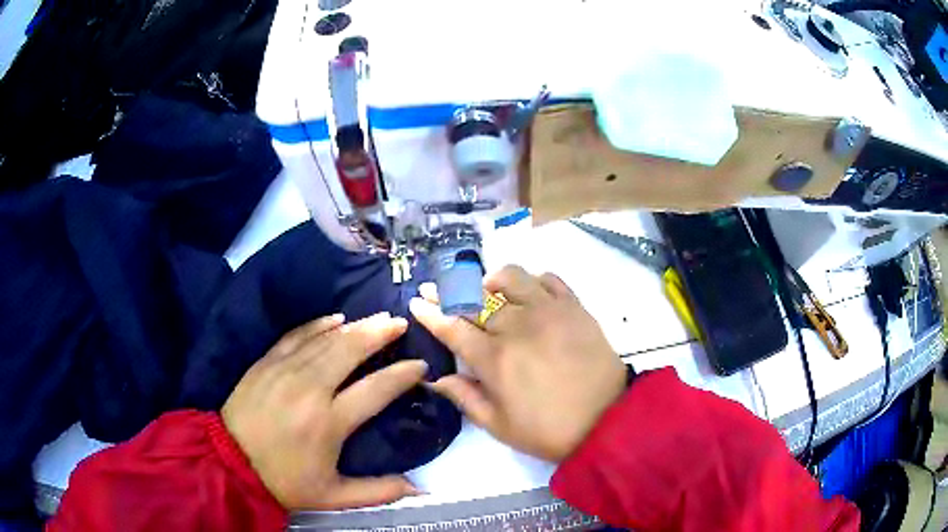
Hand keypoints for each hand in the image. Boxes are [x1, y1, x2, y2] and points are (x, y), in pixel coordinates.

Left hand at [221, 312, 426, 509]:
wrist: (229, 462)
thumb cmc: (284, 481)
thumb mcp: (333, 496)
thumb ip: (379, 492)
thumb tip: (420, 488)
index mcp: (329, 422)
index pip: (376, 389)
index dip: (402, 375)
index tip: (421, 365)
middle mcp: (310, 389)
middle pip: (350, 350)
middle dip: (379, 333)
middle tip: (400, 323)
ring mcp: (285, 370)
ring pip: (326, 339)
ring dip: (355, 326)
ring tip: (377, 318)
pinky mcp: (266, 362)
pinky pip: (297, 335)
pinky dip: (318, 324)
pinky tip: (334, 318)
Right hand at [410, 266, 625, 461]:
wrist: (607, 421)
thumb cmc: (549, 430)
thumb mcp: (499, 426)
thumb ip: (465, 398)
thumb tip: (436, 378)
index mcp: (494, 359)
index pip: (452, 328)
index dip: (431, 314)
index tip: (416, 303)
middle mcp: (517, 326)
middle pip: (474, 299)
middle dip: (449, 292)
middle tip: (438, 289)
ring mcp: (549, 311)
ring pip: (511, 277)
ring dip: (492, 280)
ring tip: (487, 289)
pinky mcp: (575, 307)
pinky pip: (549, 279)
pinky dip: (533, 280)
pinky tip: (529, 293)